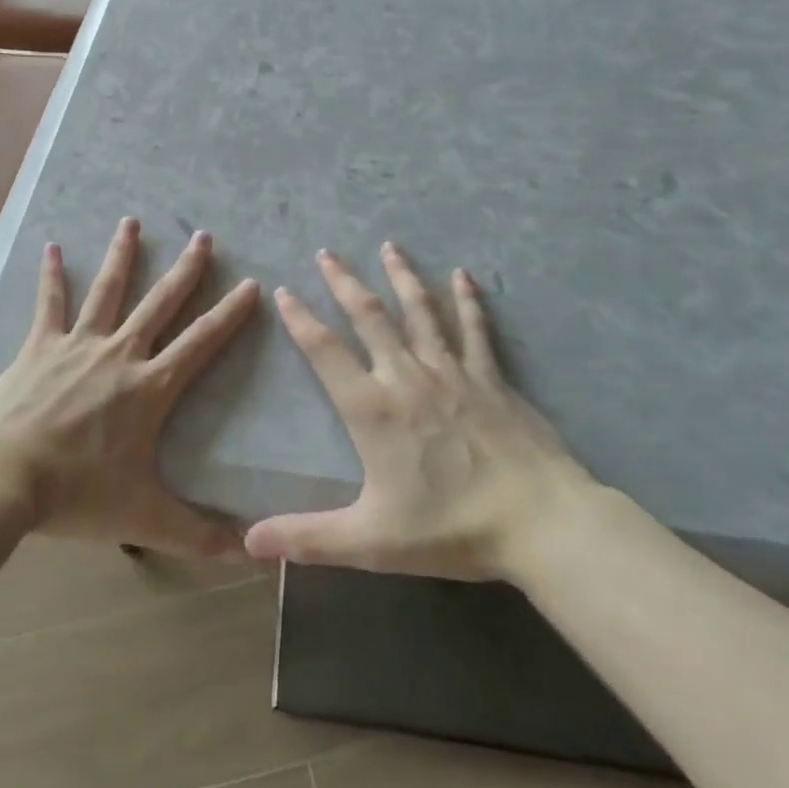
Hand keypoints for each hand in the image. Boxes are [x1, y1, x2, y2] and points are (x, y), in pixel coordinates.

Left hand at [0, 218, 259, 557]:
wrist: (2, 480)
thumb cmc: (76, 495)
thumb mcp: (143, 519)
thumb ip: (196, 535)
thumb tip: (248, 555)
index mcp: (149, 388)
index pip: (201, 343)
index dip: (229, 314)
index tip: (250, 284)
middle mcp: (118, 354)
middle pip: (160, 303)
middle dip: (185, 270)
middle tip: (203, 236)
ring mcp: (76, 345)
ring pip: (107, 290)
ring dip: (123, 255)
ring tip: (132, 221)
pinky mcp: (38, 347)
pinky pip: (48, 304)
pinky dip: (51, 275)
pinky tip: (51, 248)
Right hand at [244, 244, 598, 583]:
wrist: (541, 522)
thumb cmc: (451, 528)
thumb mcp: (371, 540)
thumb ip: (307, 537)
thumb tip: (247, 542)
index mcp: (373, 409)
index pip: (325, 352)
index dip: (300, 320)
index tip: (283, 291)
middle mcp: (407, 376)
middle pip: (369, 316)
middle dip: (345, 282)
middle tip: (327, 252)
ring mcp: (452, 371)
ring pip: (420, 311)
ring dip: (402, 276)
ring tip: (389, 246)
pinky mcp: (489, 376)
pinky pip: (474, 328)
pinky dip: (466, 299)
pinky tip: (462, 275)